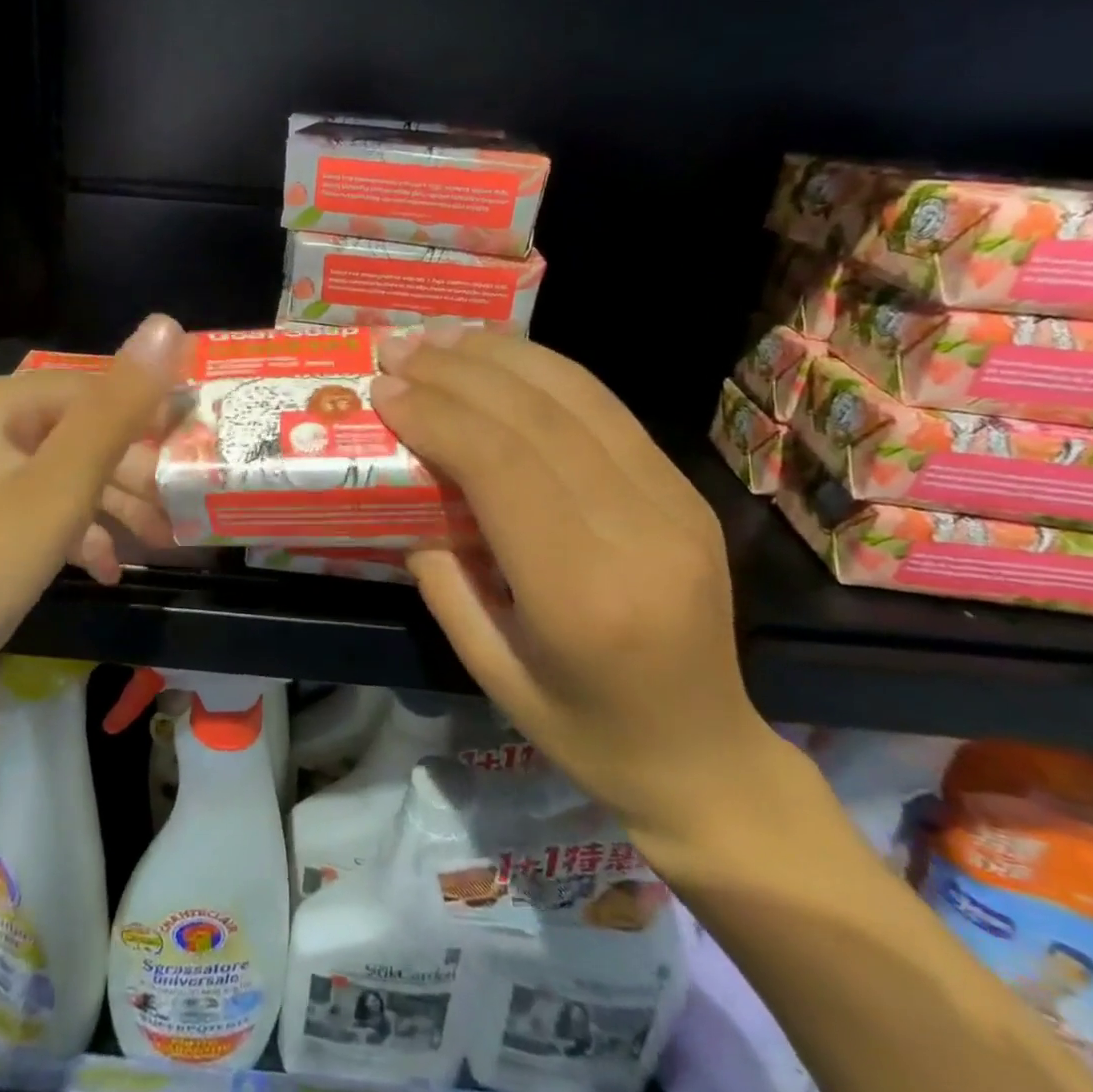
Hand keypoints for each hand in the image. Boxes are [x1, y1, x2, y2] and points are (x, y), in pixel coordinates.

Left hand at [0, 315, 187, 669]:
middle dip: (131, 472)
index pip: (89, 387)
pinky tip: (108, 567)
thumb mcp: (64, 484)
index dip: (147, 414)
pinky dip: (77, 532)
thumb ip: (119, 406)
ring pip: (62, 474)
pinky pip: (39, 510)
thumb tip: (166, 323)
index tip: (195, 448)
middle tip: (178, 506)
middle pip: (76, 433)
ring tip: (159, 540)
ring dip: (112, 506)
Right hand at [371, 325, 778, 845]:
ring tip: (441, 336)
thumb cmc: (582, 728)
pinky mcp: (686, 490)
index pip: (504, 469)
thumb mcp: (488, 668)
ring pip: (579, 396)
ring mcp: (675, 503)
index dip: (440, 416)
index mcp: (582, 595)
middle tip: (399, 350)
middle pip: (539, 420)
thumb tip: (411, 493)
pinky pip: (607, 410)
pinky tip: (499, 356)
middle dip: (458, 373)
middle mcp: (639, 534)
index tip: (386, 390)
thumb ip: (441, 577)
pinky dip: (545, 370)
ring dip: (501, 355)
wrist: (706, 754)